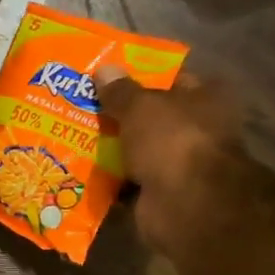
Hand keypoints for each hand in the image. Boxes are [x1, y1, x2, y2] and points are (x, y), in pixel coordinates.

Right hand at [96, 68, 245, 254]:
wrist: (185, 205)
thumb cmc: (172, 141)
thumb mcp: (141, 106)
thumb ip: (120, 91)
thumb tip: (104, 69)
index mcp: (204, 100)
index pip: (170, 80)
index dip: (139, 76)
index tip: (104, 76)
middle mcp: (196, 130)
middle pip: (149, 118)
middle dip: (117, 115)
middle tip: (78, 105)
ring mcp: (178, 164)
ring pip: (136, 150)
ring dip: (110, 149)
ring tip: (70, 136)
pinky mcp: (160, 193)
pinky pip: (127, 181)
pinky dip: (108, 180)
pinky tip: (78, 170)